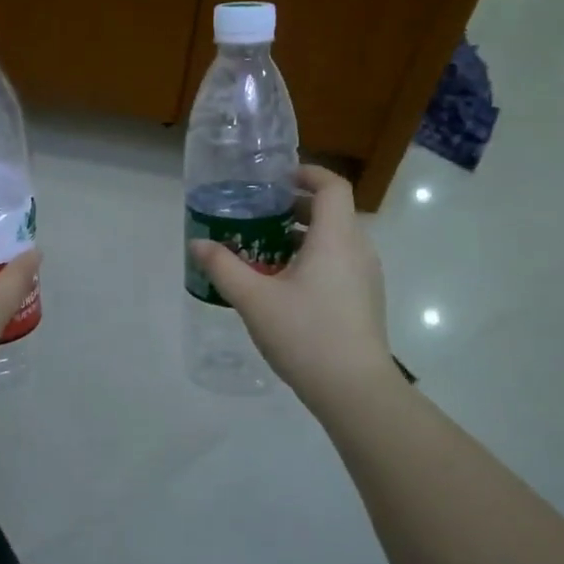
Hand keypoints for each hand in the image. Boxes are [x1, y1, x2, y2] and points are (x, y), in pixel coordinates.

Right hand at [188, 164, 392, 403]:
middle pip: (332, 212)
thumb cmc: (306, 334)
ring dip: (302, 237)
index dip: (307, 173)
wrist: (355, 390)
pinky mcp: (365, 300)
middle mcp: (357, 249)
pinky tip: (283, 287)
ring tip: (263, 252)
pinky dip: (313, 260)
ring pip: (335, 240)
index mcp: (336, 237)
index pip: (332, 185)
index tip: (276, 179)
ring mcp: (366, 277)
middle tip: (258, 216)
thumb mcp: (254, 299)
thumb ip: (223, 267)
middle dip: (295, 208)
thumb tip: (197, 243)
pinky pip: (339, 264)